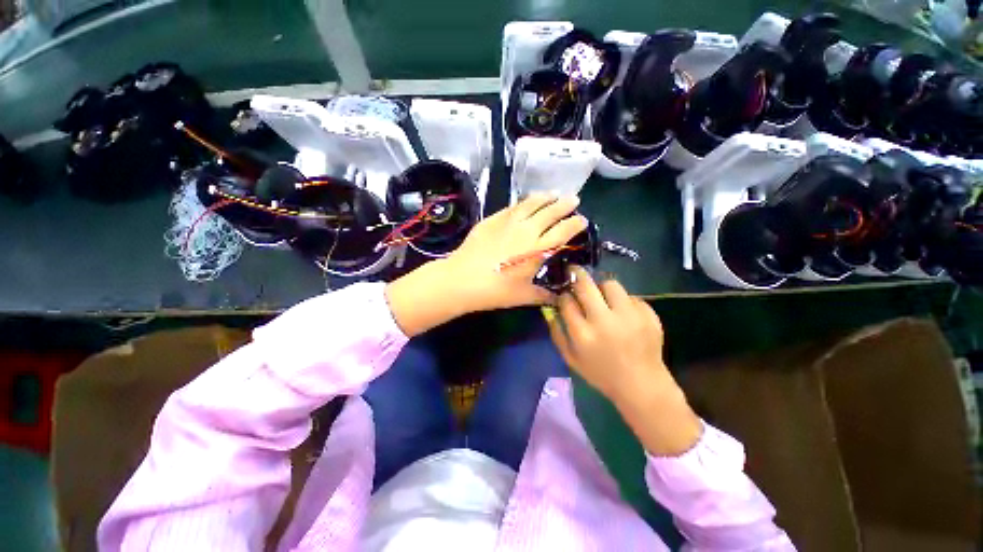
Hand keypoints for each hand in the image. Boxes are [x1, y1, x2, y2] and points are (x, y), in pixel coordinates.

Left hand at [446, 193, 586, 310]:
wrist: (463, 279)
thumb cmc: (496, 291)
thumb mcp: (524, 296)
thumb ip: (544, 296)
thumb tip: (558, 299)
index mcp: (538, 249)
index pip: (563, 231)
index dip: (575, 224)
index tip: (582, 219)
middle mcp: (527, 230)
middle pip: (550, 212)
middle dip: (565, 204)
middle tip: (573, 199)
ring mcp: (509, 222)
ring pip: (532, 204)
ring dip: (545, 197)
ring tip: (553, 193)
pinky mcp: (493, 219)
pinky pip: (513, 207)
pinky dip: (523, 202)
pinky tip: (526, 202)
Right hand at [546, 267, 701, 456]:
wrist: (642, 385)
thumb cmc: (601, 374)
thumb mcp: (571, 359)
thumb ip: (556, 333)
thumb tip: (549, 309)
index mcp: (583, 334)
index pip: (567, 301)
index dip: (564, 295)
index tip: (565, 295)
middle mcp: (604, 321)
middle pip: (585, 285)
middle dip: (577, 275)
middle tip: (575, 272)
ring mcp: (629, 316)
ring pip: (610, 284)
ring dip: (602, 287)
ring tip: (603, 297)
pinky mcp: (648, 315)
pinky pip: (631, 296)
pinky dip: (623, 302)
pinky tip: (623, 314)